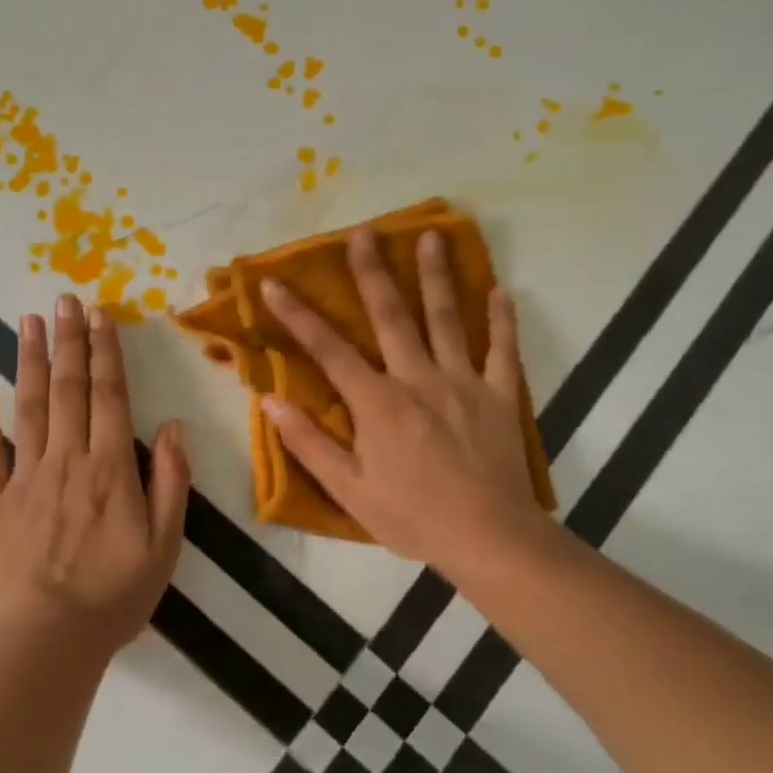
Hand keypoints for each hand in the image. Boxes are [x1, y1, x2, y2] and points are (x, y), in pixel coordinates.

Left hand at [0, 294, 189, 662]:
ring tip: (29, 320)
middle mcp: (66, 459)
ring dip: (29, 360)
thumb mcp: (165, 545)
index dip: (106, 353)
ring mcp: (24, 476)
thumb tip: (172, 427)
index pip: (108, 396)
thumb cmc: (115, 595)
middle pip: (67, 388)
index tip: (101, 316)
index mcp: (109, 468)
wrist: (49, 641)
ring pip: (28, 406)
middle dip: (68, 340)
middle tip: (65, 298)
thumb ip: (170, 482)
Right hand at [259, 227, 551, 576]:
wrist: (490, 539)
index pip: (329, 349)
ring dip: (436, 276)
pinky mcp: (499, 395)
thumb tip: (270, 403)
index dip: (297, 315)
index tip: (274, 283)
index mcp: (378, 402)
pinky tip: (502, 290)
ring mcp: (463, 382)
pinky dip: (502, 319)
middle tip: (363, 232)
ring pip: (447, 319)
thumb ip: (310, 444)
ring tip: (431, 236)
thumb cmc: (414, 516)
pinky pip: (502, 350)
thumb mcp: (350, 490)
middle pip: (392, 316)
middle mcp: (418, 378)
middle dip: (373, 272)